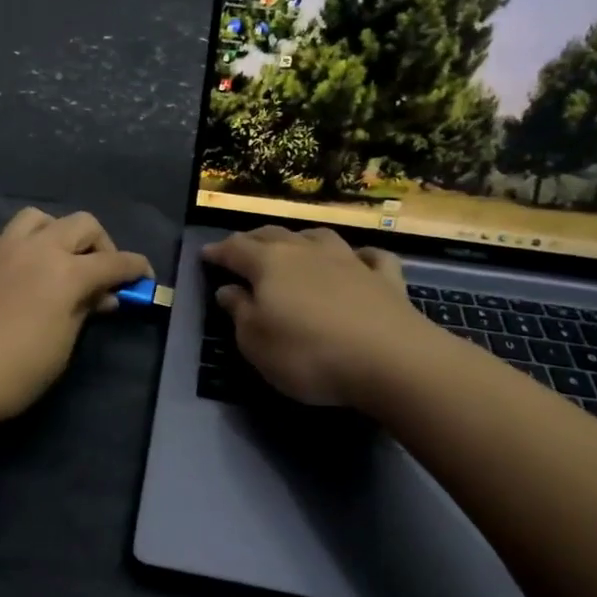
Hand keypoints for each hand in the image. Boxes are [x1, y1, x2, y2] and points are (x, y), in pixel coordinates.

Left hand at [0, 208, 151, 429]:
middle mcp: (38, 248)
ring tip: (59, 262)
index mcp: (66, 272)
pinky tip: (22, 271)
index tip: (145, 278)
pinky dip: (25, 244)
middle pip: (81, 224)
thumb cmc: (14, 370)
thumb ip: (84, 312)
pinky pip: (9, 235)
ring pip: (40, 217)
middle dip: (101, 244)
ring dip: (59, 233)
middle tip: (101, 274)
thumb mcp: (62, 346)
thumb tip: (102, 296)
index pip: (113, 261)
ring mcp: (4, 248)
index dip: (135, 268)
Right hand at [202, 226, 424, 406]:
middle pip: (273, 236)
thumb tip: (228, 289)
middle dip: (253, 240)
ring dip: (302, 239)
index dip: (217, 252)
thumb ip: (239, 312)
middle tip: (242, 248)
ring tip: (294, 246)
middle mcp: (307, 252)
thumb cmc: (308, 353)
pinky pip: (372, 257)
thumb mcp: (256, 342)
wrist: (391, 360)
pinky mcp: (386, 279)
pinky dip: (361, 256)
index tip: (204, 255)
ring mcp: (349, 261)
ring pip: (319, 237)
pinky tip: (359, 260)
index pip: (235, 249)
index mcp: (269, 264)